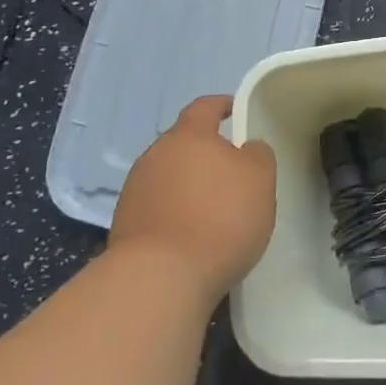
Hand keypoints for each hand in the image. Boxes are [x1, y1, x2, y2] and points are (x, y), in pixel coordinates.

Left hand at [108, 95, 274, 305]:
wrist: (160, 279)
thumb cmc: (220, 217)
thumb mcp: (260, 179)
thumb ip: (258, 154)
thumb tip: (246, 148)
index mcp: (189, 135)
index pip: (204, 107)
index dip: (221, 105)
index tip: (236, 110)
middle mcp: (155, 155)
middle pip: (183, 144)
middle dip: (205, 153)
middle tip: (231, 171)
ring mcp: (134, 191)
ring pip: (169, 177)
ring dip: (188, 186)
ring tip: (212, 210)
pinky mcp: (124, 226)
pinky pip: (157, 208)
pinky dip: (175, 214)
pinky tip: (192, 237)